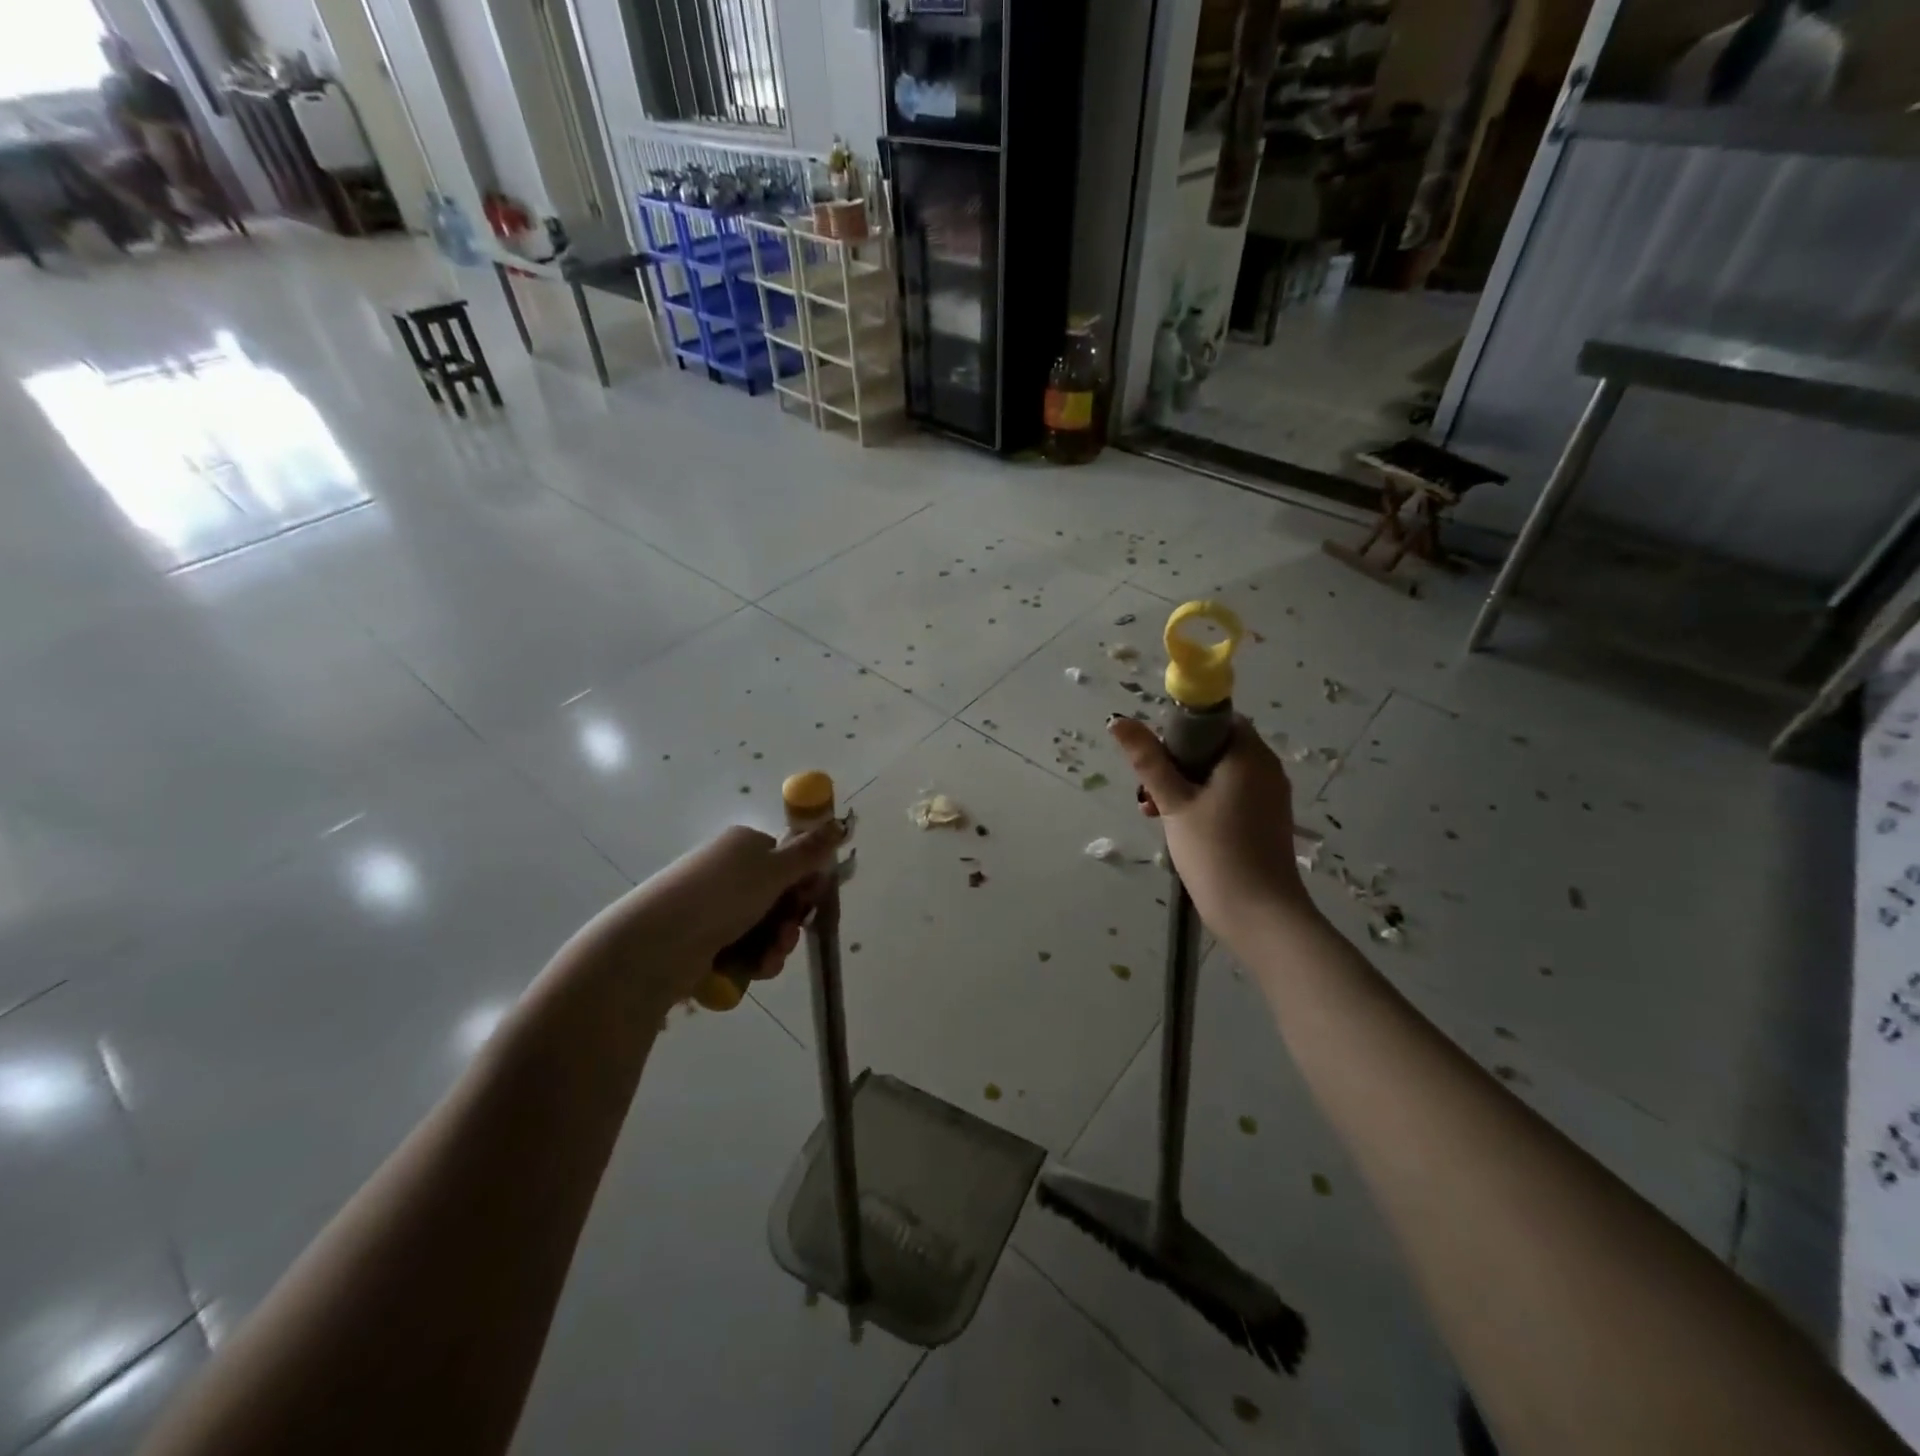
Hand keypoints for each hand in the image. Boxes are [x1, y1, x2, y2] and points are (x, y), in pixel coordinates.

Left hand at [587, 822, 844, 1006]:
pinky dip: (755, 961)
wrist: (656, 946)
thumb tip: (841, 822)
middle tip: (789, 933)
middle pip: (779, 897)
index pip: (787, 859)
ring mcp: (716, 909)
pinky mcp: (706, 942)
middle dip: (791, 920)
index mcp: (744, 846)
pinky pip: (746, 950)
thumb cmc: (720, 896)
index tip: (812, 900)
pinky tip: (754, 969)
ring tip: (768, 958)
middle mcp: (730, 873)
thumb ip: (811, 851)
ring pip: (766, 928)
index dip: (804, 882)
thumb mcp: (774, 870)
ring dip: (776, 945)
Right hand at [1109, 716, 1314, 941]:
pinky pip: (1231, 796)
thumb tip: (1118, 720)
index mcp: (1249, 754)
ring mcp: (1269, 796)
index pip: (1213, 720)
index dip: (1179, 732)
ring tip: (1155, 814)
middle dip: (1175, 764)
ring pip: (1218, 774)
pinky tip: (1181, 828)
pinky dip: (1204, 803)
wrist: (1261, 916)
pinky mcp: (1266, 820)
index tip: (1155, 760)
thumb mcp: (1174, 803)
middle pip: (1213, 747)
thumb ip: (1148, 760)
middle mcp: (1266, 768)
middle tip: (1148, 794)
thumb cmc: (1216, 852)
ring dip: (1184, 786)